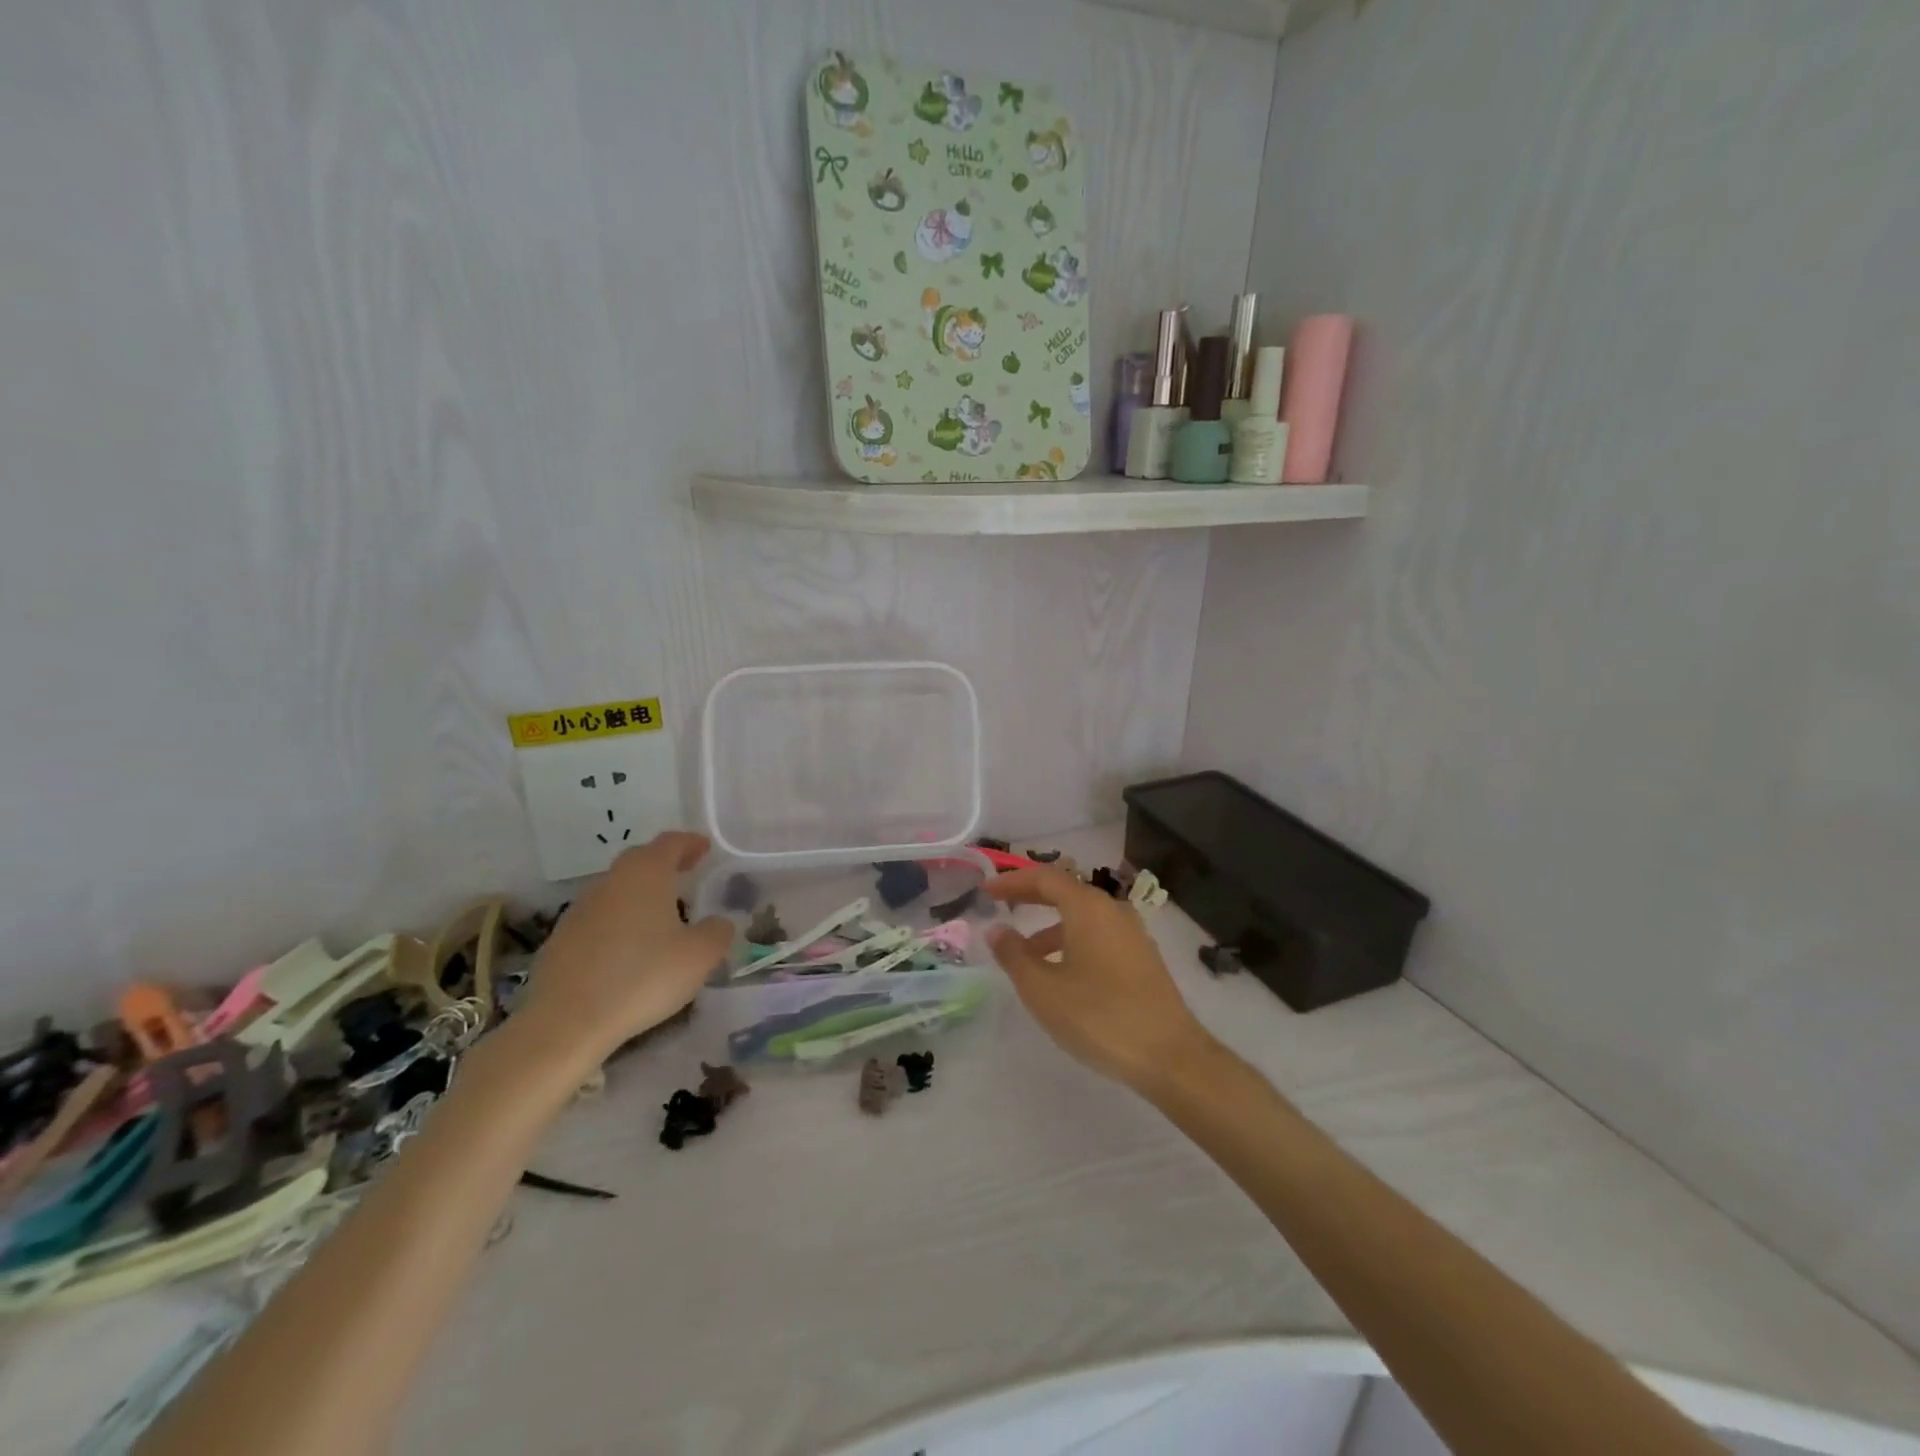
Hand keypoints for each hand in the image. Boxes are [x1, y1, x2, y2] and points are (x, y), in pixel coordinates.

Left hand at [517, 832, 732, 1065]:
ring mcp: (580, 910)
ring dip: (640, 895)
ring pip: (617, 890)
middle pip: (640, 861)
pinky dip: (618, 924)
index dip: (690, 843)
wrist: (566, 1022)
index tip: (705, 848)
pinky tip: (628, 951)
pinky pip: (598, 920)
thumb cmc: (642, 977)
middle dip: (664, 864)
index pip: (670, 843)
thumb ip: (717, 932)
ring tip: (660, 917)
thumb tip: (718, 922)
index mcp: (646, 874)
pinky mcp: (560, 940)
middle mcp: (610, 882)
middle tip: (686, 875)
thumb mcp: (699, 957)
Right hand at [985, 867, 1215, 1093]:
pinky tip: (1062, 974)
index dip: (1012, 881)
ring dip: (1051, 926)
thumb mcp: (1043, 989)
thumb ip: (1014, 955)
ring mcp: (1133, 934)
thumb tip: (996, 929)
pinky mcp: (1143, 958)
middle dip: (1031, 897)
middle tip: (1001, 906)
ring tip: (1025, 954)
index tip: (985, 890)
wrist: (1170, 1056)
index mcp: (1088, 908)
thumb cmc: (1098, 1017)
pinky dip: (1073, 942)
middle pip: (1066, 892)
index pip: (1044, 878)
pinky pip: (1099, 936)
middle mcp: (1113, 911)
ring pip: (1083, 917)